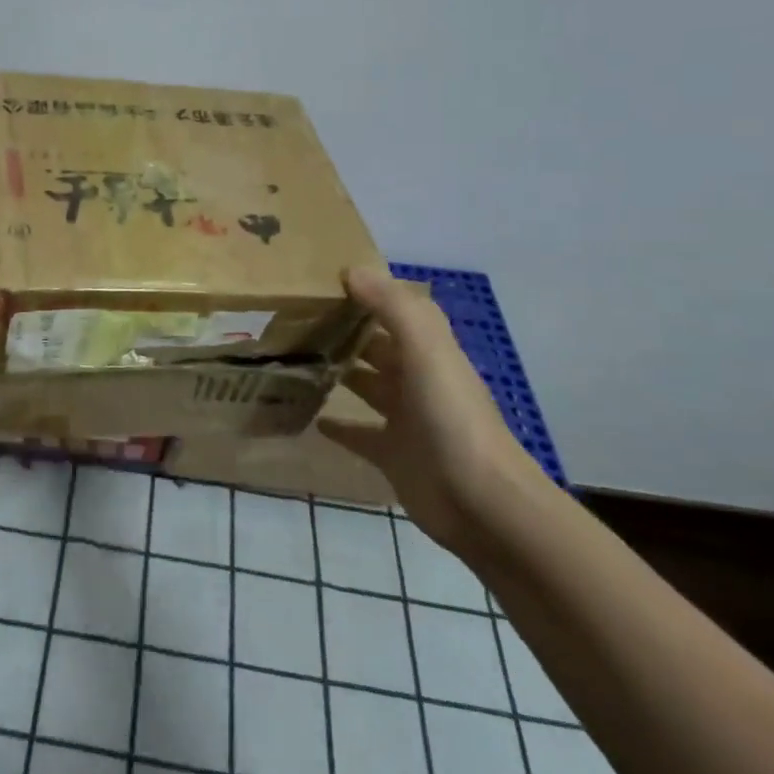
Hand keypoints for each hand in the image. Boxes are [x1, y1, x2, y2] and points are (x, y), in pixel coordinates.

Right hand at [318, 267, 542, 551]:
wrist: (480, 503)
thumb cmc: (452, 418)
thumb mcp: (427, 351)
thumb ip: (392, 307)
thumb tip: (352, 269)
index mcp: (428, 350)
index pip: (394, 310)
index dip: (365, 293)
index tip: (319, 281)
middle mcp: (416, 379)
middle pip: (376, 346)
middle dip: (344, 331)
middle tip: (293, 319)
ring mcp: (404, 418)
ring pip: (366, 385)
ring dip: (339, 372)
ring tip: (294, 359)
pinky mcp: (392, 454)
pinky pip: (358, 433)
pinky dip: (337, 425)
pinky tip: (311, 417)